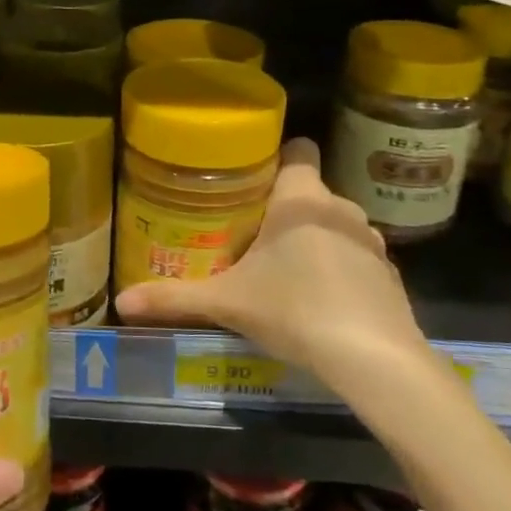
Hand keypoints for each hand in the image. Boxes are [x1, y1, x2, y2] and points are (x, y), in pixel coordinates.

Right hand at [115, 138, 437, 389]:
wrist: (375, 360)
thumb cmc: (295, 310)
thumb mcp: (227, 303)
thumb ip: (174, 298)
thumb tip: (120, 301)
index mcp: (301, 200)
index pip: (298, 149)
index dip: (277, 156)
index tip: (251, 178)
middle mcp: (341, 209)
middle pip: (310, 192)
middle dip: (283, 209)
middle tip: (249, 234)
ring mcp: (372, 243)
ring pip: (335, 226)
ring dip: (314, 239)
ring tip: (284, 270)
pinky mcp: (391, 277)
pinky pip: (357, 260)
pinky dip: (340, 271)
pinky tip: (322, 303)